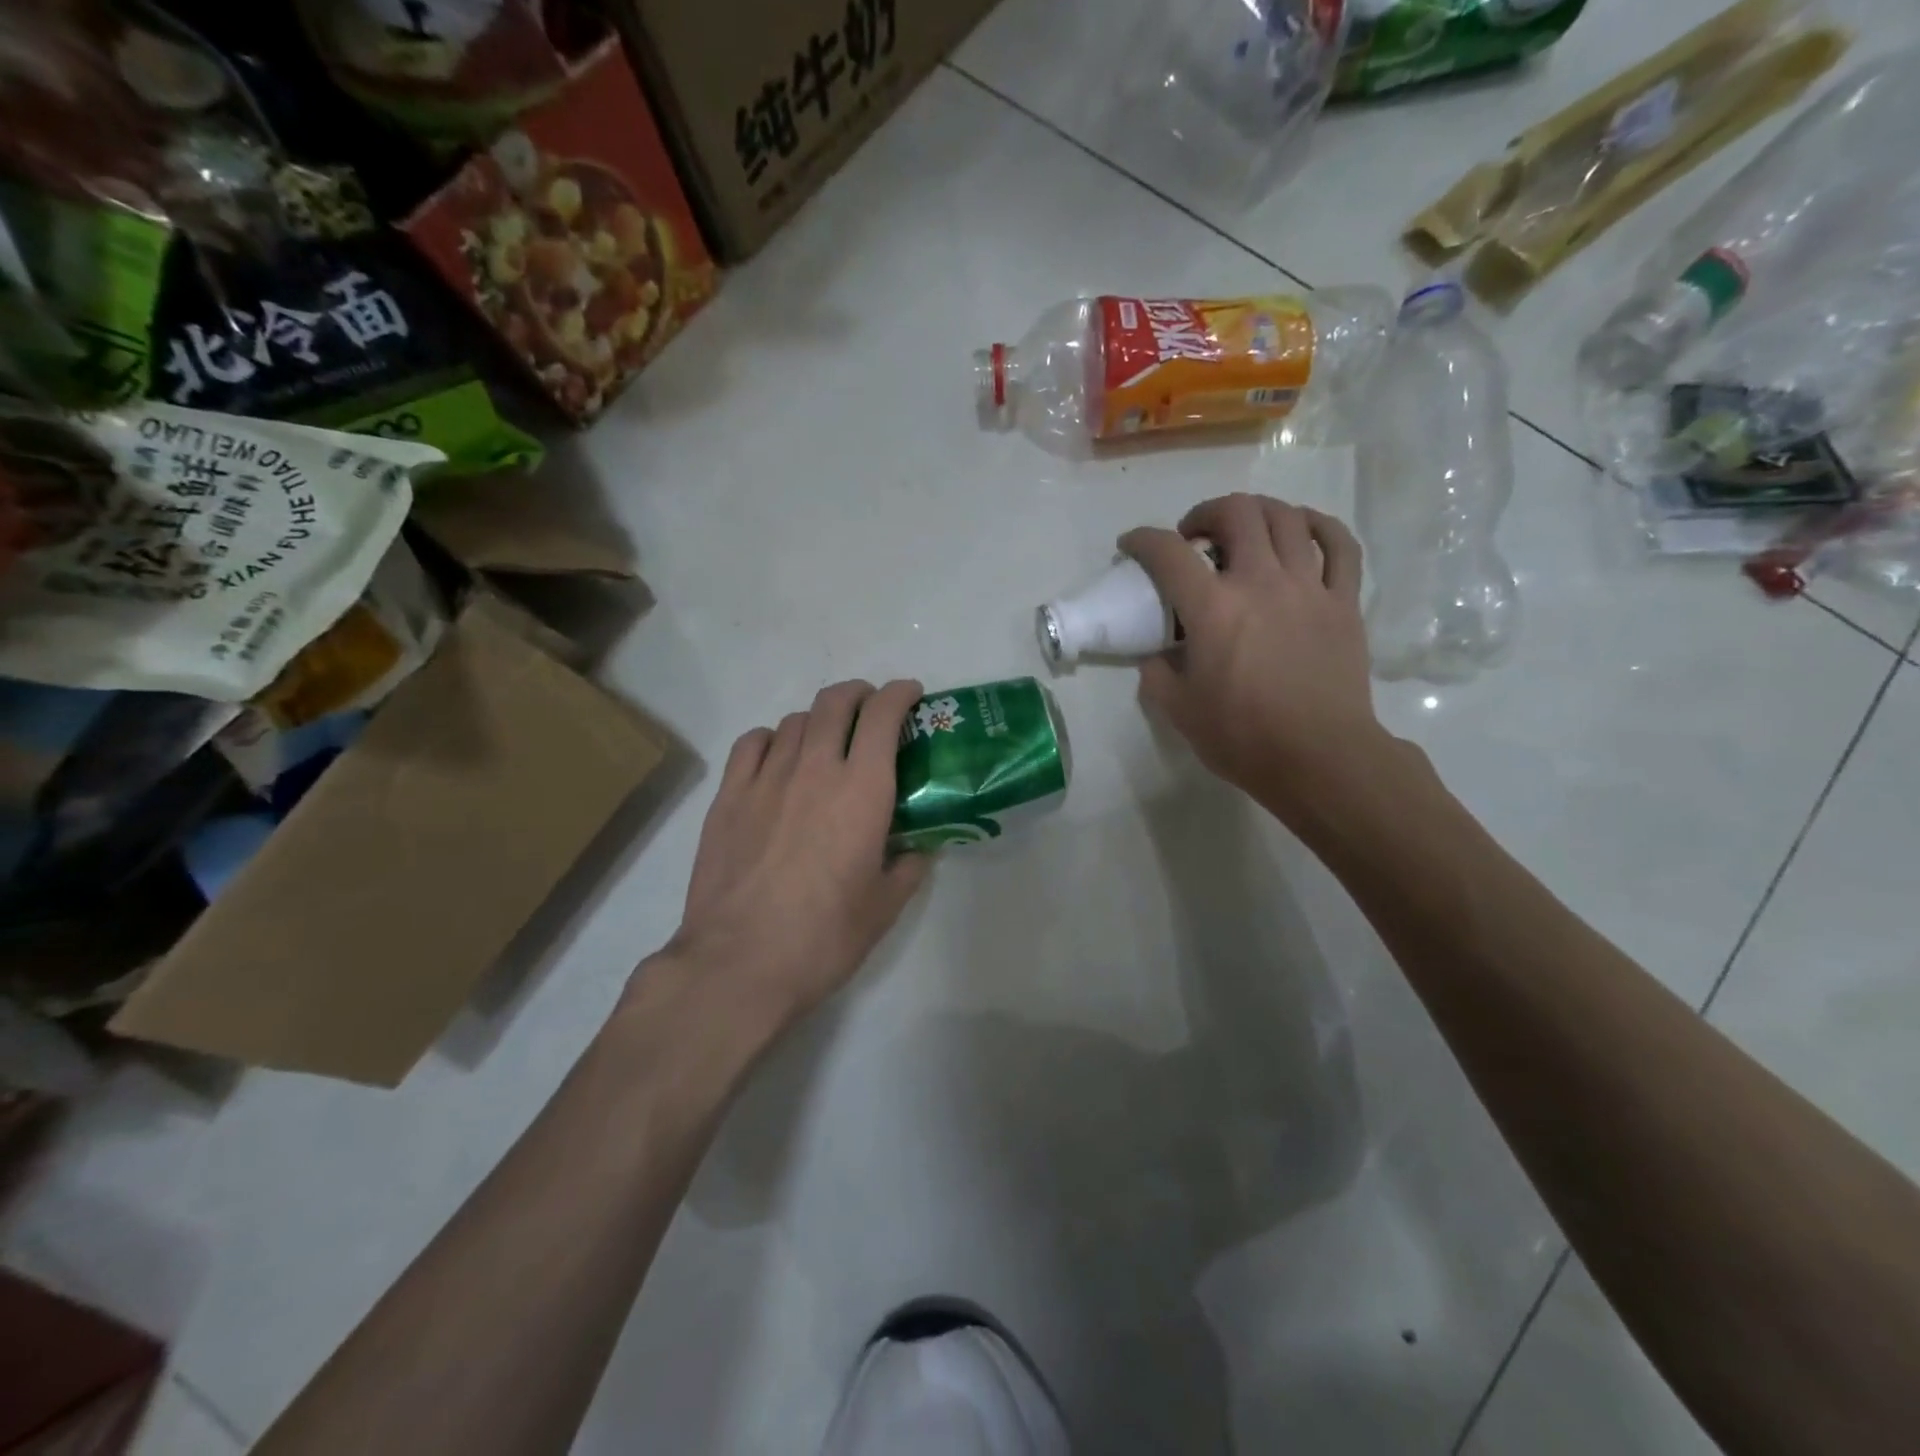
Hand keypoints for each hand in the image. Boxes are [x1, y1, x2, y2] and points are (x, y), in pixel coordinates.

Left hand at [665, 679, 931, 1024]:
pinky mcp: (728, 796)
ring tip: (825, 743)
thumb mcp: (885, 907)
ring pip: (794, 721)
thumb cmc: (824, 937)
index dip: (900, 694)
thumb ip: (909, 867)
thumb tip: (918, 849)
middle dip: (859, 694)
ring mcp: (765, 778)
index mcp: (862, 790)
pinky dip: (772, 739)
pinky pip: (752, 743)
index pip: (882, 715)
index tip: (910, 695)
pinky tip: (777, 759)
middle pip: (835, 702)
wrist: (739, 963)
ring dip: (818, 721)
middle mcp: (815, 768)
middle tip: (870, 711)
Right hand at [1121, 494, 1394, 828]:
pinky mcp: (1343, 602)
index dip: (1142, 540)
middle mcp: (1260, 582)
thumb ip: (1157, 673)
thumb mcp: (1178, 710)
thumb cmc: (1242, 737)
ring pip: (1287, 518)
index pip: (1167, 552)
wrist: (1319, 758)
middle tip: (1193, 537)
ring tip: (1243, 531)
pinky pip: (1339, 545)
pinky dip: (1318, 526)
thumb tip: (1157, 653)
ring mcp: (1308, 587)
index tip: (1131, 546)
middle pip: (1236, 513)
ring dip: (1257, 512)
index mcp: (1213, 609)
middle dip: (1205, 513)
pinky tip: (1302, 530)